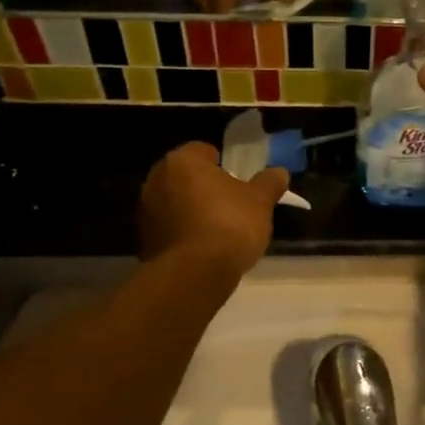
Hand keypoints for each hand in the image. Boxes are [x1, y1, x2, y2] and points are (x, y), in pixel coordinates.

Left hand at [139, 142, 287, 277]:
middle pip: (186, 176)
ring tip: (219, 229)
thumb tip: (279, 172)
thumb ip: (269, 183)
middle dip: (205, 187)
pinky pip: (170, 228)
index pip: (203, 150)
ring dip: (193, 210)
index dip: (223, 163)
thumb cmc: (229, 225)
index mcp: (182, 161)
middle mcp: (156, 180)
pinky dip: (184, 233)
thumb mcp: (260, 202)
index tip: (238, 180)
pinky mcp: (145, 240)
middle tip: (231, 203)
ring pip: (176, 202)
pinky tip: (204, 248)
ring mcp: (146, 211)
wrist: (194, 274)